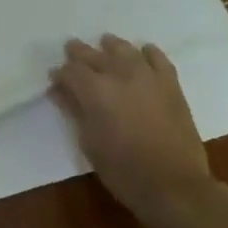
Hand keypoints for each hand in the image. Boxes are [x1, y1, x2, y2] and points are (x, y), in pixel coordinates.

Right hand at [50, 36, 217, 222]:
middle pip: (94, 55)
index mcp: (95, 91)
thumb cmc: (122, 169)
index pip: (70, 71)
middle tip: (71, 49)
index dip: (60, 74)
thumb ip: (74, 111)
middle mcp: (120, 76)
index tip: (55, 80)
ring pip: (125, 50)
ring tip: (105, 43)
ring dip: (111, 46)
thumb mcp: (88, 143)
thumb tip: (60, 91)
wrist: (173, 184)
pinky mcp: (171, 85)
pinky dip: (148, 52)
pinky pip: (158, 59)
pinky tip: (143, 50)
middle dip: (79, 53)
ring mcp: (148, 77)